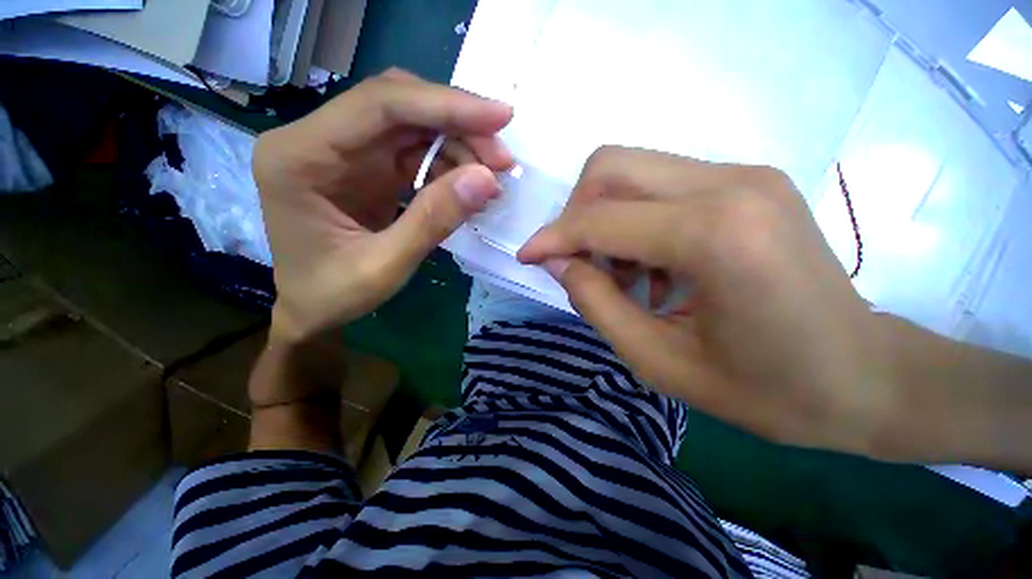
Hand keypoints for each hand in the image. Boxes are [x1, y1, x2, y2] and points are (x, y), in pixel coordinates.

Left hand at [254, 69, 513, 342]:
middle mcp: (317, 139)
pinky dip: (448, 165)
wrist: (310, 310)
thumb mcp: (385, 266)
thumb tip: (487, 178)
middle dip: (458, 125)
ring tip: (492, 177)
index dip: (445, 105)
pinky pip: (413, 152)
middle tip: (502, 157)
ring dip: (458, 147)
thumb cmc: (332, 294)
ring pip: (411, 127)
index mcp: (301, 156)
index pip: (380, 105)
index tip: (500, 117)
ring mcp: (344, 151)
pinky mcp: (365, 167)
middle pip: (399, 107)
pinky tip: (470, 185)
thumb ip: (433, 221)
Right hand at [519, 147, 897, 456]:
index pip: (599, 219)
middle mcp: (730, 184)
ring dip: (607, 220)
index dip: (552, 237)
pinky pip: (660, 185)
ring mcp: (744, 175)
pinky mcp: (747, 182)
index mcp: (714, 235)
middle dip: (577, 214)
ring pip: (632, 170)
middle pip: (611, 166)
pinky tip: (654, 265)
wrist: (867, 377)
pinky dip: (636, 220)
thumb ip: (596, 303)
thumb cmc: (768, 390)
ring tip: (625, 276)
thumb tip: (557, 262)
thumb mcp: (658, 361)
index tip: (527, 257)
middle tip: (581, 264)